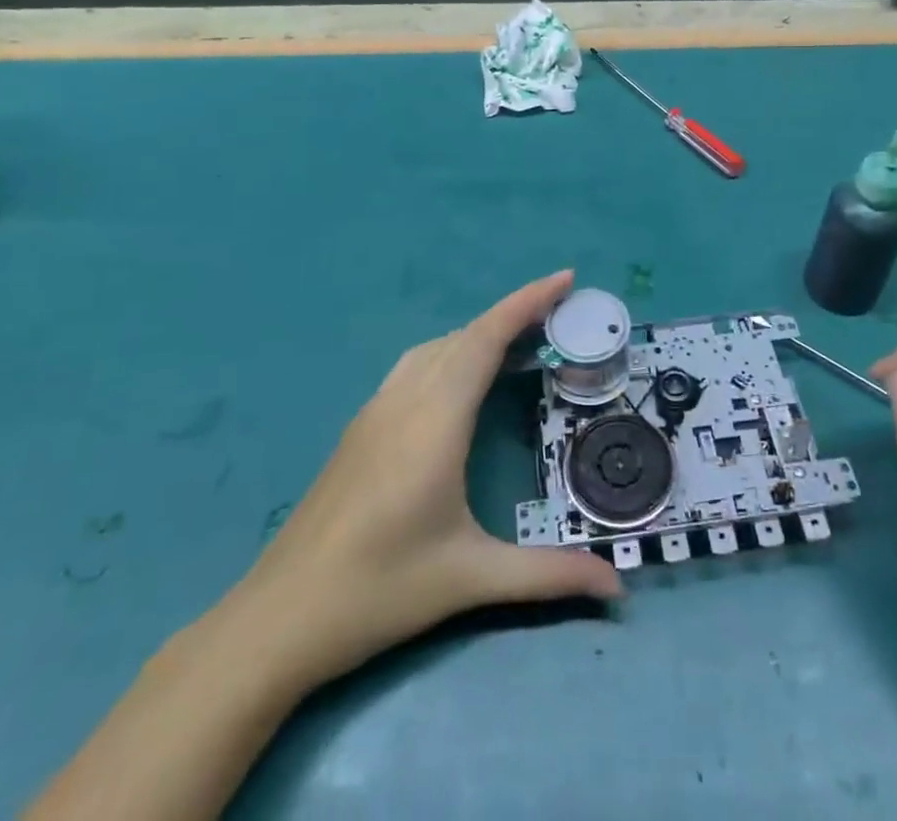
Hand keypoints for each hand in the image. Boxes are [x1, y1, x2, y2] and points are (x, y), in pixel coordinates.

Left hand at [231, 270, 622, 692]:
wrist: (277, 618)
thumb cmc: (378, 590)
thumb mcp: (470, 579)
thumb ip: (549, 575)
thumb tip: (618, 588)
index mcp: (435, 419)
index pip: (486, 338)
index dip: (527, 301)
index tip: (565, 278)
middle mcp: (405, 400)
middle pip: (465, 334)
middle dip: (514, 314)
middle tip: (560, 317)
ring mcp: (377, 410)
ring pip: (436, 347)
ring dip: (479, 334)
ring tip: (519, 343)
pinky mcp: (360, 428)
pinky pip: (415, 367)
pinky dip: (451, 353)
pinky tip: (461, 383)